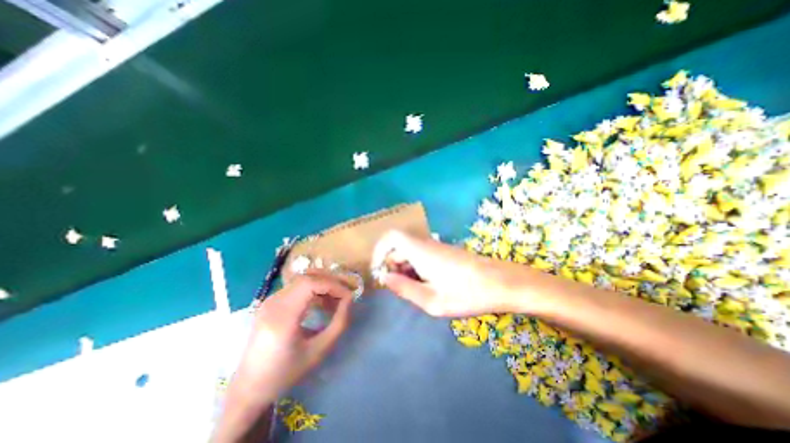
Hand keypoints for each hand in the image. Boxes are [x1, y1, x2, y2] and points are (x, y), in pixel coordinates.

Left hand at [232, 272, 353, 402]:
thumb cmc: (286, 373)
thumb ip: (339, 323)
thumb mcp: (319, 351)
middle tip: (345, 294)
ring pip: (302, 279)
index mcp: (282, 316)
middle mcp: (273, 303)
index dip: (333, 285)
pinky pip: (296, 287)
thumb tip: (349, 300)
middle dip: (330, 282)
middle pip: (307, 277)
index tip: (348, 296)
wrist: (249, 388)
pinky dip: (313, 289)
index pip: (311, 284)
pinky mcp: (270, 302)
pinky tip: (321, 303)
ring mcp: (269, 300)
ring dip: (322, 285)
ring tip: (335, 300)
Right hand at [372, 231, 533, 316]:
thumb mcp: (432, 300)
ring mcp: (437, 247)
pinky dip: (418, 269)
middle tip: (401, 289)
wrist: (502, 283)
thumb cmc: (467, 293)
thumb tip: (385, 278)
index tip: (380, 271)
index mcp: (420, 251)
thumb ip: (404, 289)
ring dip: (407, 270)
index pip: (391, 236)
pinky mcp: (446, 253)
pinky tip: (430, 286)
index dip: (380, 250)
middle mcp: (427, 244)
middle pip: (399, 247)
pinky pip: (423, 256)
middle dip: (393, 266)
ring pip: (411, 253)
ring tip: (418, 292)